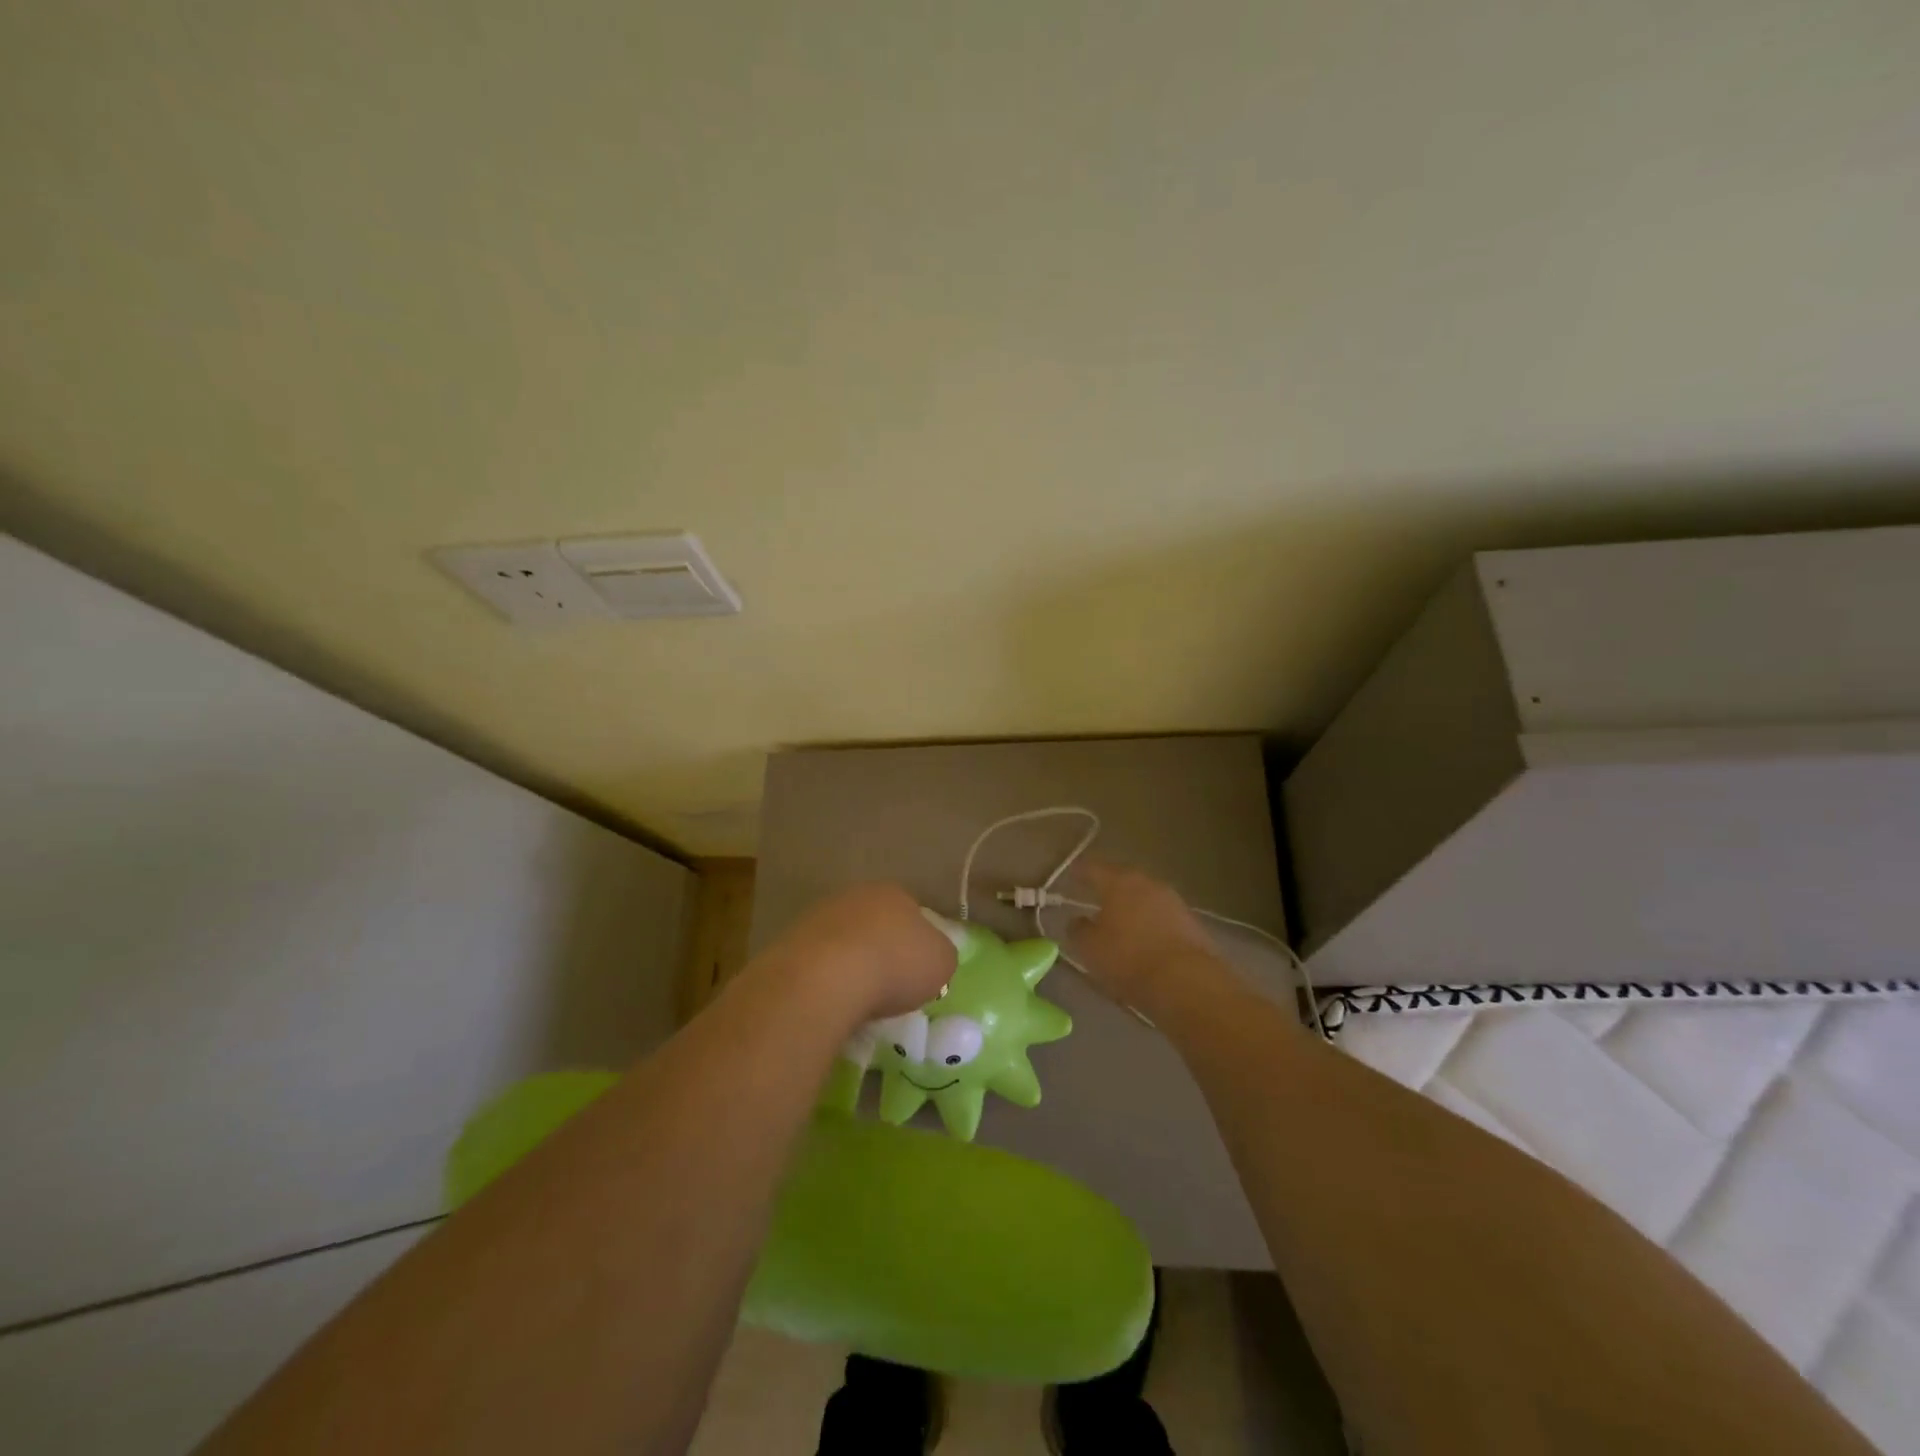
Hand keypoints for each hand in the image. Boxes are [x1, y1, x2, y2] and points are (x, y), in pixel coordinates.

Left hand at [759, 883, 955, 1025]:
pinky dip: (825, 981)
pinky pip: (817, 964)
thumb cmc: (896, 965)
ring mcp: (818, 916)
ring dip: (850, 966)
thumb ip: (940, 955)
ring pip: (843, 942)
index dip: (917, 944)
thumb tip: (932, 957)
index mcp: (895, 893)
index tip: (917, 973)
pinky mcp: (789, 942)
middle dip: (881, 952)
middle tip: (888, 988)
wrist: (826, 977)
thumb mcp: (942, 963)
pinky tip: (831, 1003)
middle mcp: (855, 896)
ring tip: (858, 1001)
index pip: (912, 913)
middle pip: (875, 925)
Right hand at [1065, 862, 1226, 1014]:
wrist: (1186, 982)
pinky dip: (1150, 923)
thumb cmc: (1128, 958)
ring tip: (1120, 921)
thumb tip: (1077, 921)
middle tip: (1096, 897)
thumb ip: (1078, 930)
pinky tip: (1144, 938)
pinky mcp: (1191, 923)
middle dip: (1109, 887)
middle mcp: (1147, 883)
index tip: (1072, 875)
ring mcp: (1173, 901)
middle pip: (1123, 879)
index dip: (1080, 872)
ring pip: (1145, 897)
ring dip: (1132, 906)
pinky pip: (1162, 916)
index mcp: (1118, 881)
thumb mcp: (1090, 948)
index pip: (1093, 869)